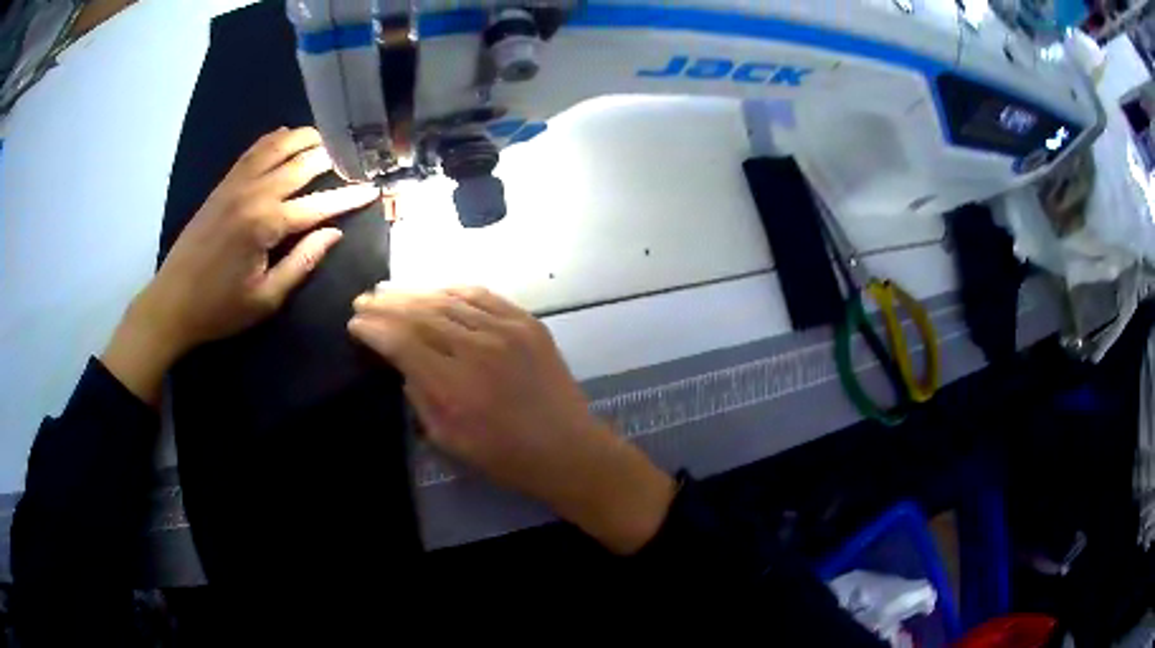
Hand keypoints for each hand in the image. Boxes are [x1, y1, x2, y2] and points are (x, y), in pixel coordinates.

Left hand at [102, 127, 378, 404]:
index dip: (349, 198)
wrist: (172, 303)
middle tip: (355, 156)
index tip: (373, 190)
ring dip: (304, 139)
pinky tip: (285, 136)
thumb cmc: (219, 309)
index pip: (318, 205)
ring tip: (326, 138)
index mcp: (266, 225)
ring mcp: (235, 184)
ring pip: (277, 147)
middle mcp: (254, 194)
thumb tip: (333, 234)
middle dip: (331, 158)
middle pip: (301, 164)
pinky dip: (272, 140)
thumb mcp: (265, 298)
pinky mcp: (222, 185)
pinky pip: (252, 151)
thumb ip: (302, 263)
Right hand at [348, 286, 675, 553]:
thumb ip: (420, 397)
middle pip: (421, 313)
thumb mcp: (449, 440)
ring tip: (390, 289)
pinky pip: (483, 296)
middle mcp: (478, 348)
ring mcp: (506, 330)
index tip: (355, 323)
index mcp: (454, 384)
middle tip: (364, 299)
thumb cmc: (505, 456)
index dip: (373, 328)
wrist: (567, 448)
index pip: (401, 341)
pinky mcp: (528, 323)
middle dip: (386, 304)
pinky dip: (453, 290)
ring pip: (449, 299)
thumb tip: (404, 363)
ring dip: (415, 292)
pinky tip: (436, 290)